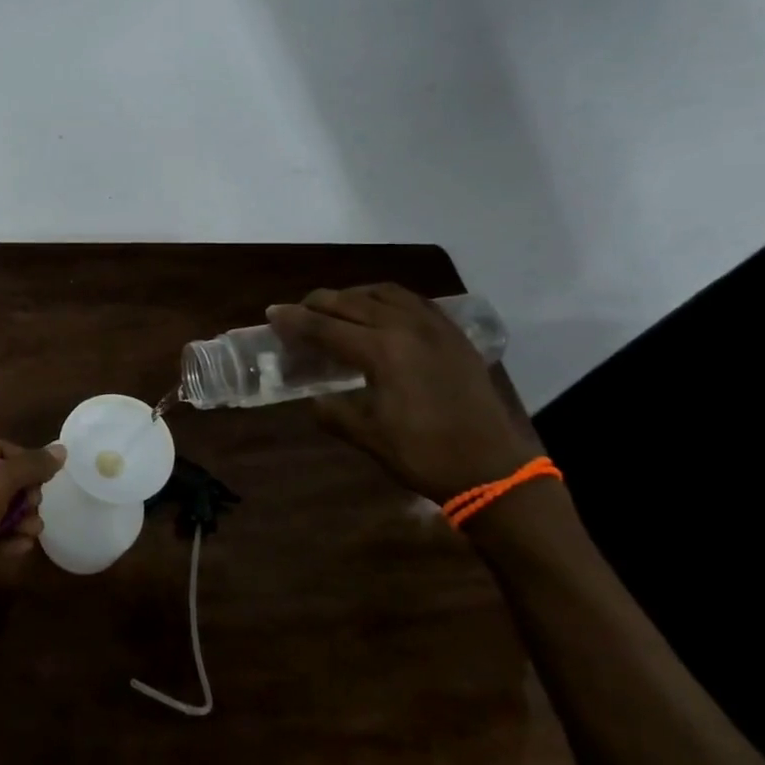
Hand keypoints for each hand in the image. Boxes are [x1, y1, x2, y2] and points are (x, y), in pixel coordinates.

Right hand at [267, 284, 533, 502]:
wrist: (493, 470)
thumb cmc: (425, 455)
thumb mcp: (368, 437)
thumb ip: (334, 412)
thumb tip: (315, 399)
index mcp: (382, 352)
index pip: (326, 327)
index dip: (295, 321)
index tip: (272, 313)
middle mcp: (406, 328)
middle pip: (352, 302)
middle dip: (319, 302)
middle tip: (298, 310)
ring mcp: (435, 328)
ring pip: (385, 294)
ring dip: (354, 295)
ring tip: (338, 307)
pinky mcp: (455, 336)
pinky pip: (416, 302)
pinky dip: (389, 300)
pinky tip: (383, 312)